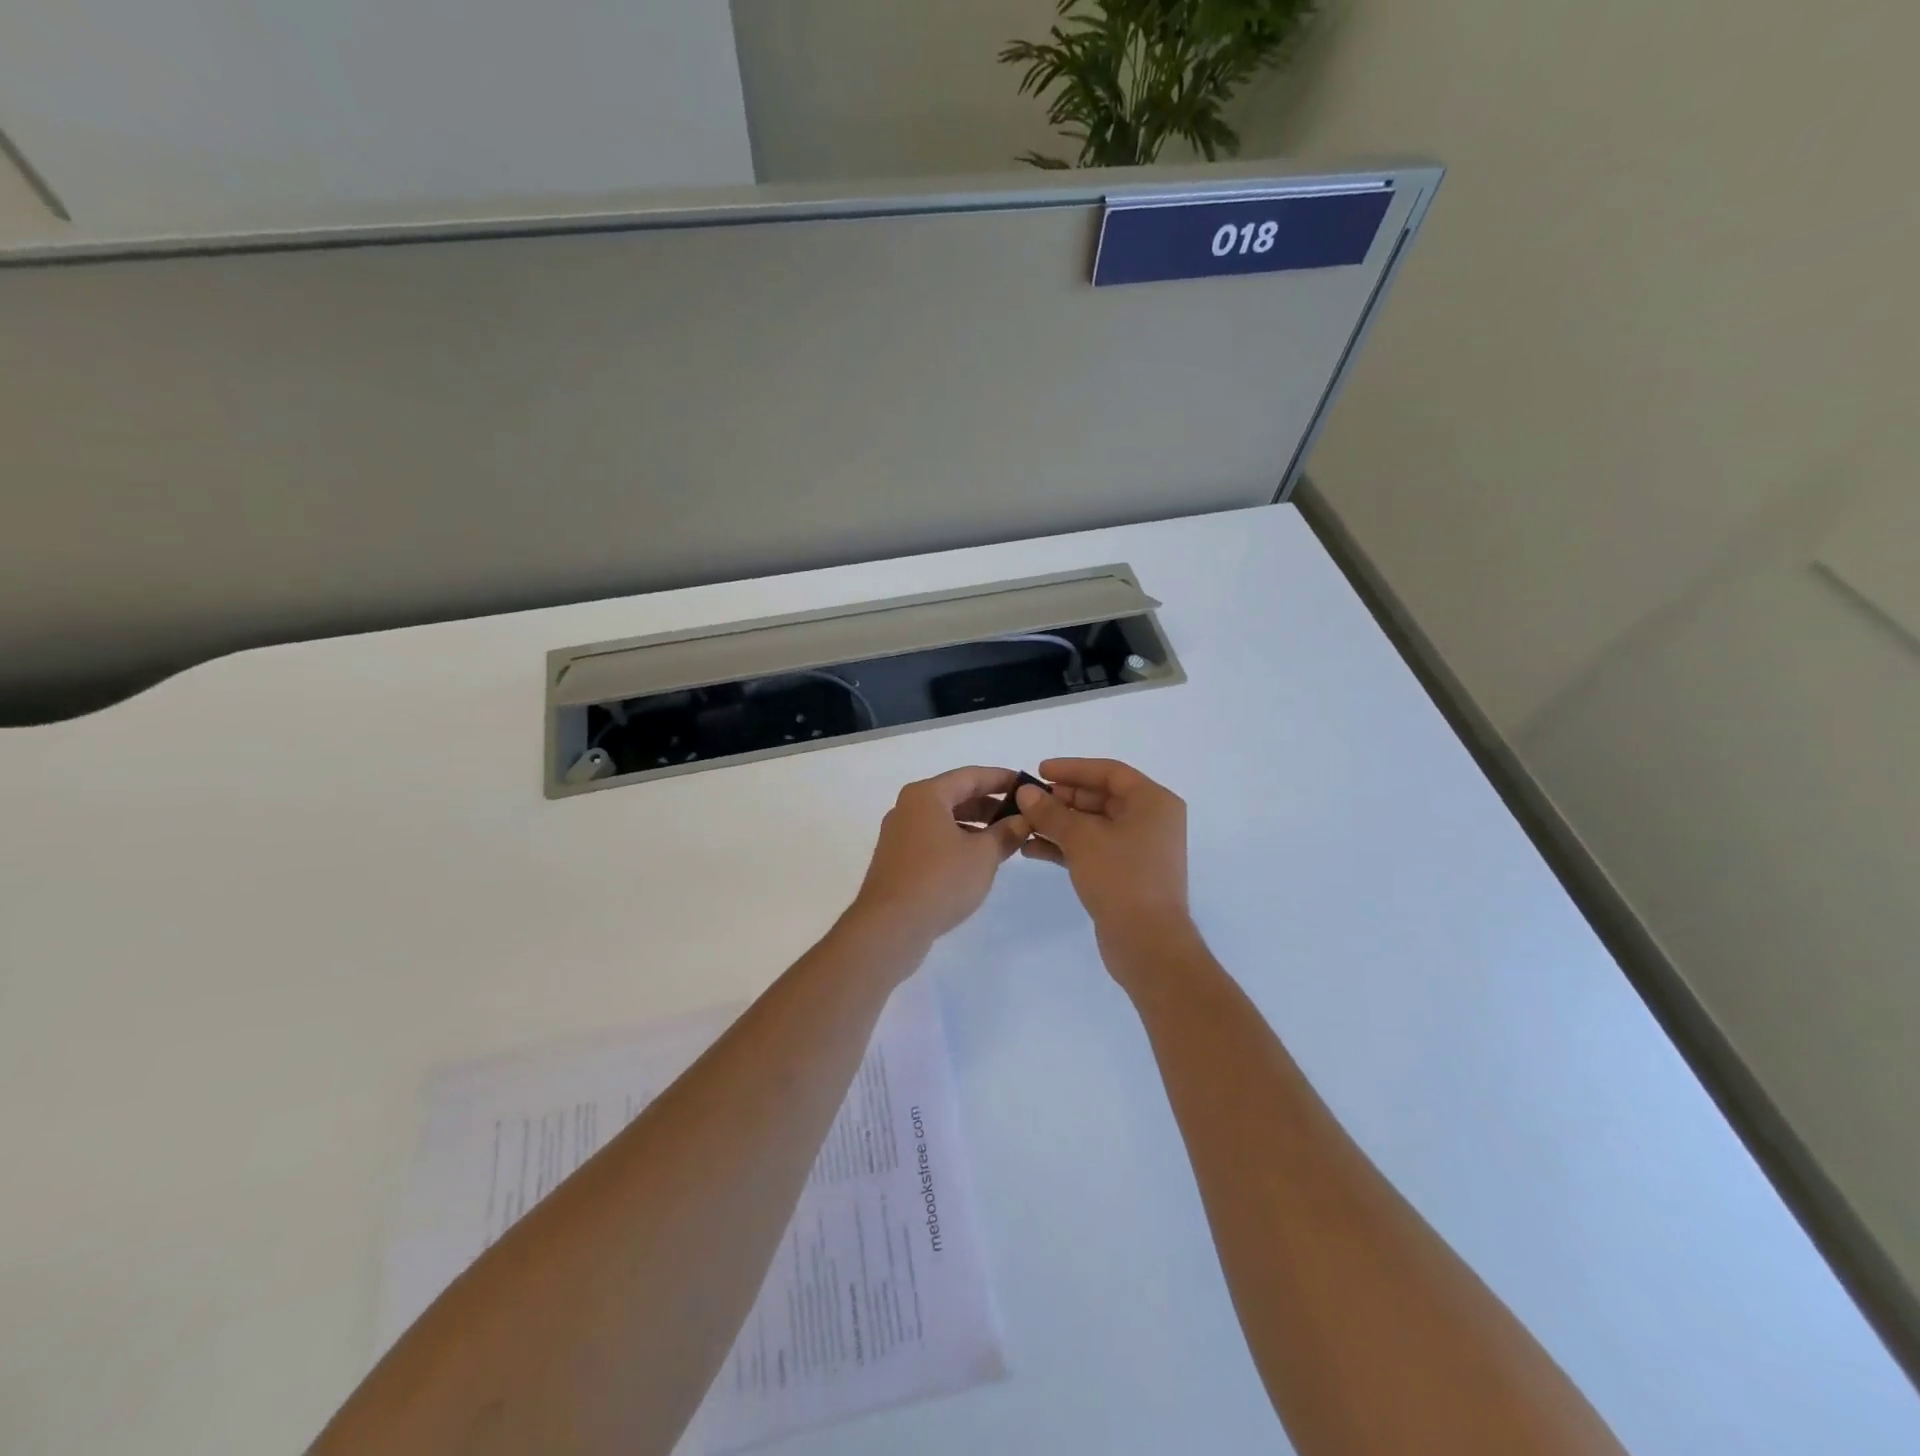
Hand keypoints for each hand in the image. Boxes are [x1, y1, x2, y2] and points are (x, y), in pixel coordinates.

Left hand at [849, 767, 1030, 948]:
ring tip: (1005, 840)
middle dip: (990, 804)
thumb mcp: (983, 855)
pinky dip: (958, 842)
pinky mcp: (897, 861)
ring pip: (945, 820)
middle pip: (956, 796)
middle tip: (1022, 815)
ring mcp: (899, 835)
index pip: (971, 776)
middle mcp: (908, 808)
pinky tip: (978, 861)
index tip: (1028, 785)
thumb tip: (1021, 821)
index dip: (1002, 779)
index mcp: (926, 795)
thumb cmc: (940, 880)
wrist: (889, 927)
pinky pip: (934, 840)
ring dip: (976, 826)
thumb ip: (1006, 833)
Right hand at [1015, 758, 1191, 958]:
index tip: (1039, 770)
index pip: (1109, 772)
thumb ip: (1051, 812)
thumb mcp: (1081, 839)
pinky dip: (1066, 846)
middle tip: (1028, 800)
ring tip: (1023, 824)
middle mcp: (1151, 821)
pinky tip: (1032, 849)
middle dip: (1062, 799)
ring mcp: (1139, 849)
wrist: (1148, 943)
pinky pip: (1093, 849)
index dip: (1072, 768)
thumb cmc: (1121, 878)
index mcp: (1153, 802)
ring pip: (1093, 825)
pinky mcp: (1126, 874)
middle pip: (1100, 798)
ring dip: (1059, 824)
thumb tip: (1026, 793)